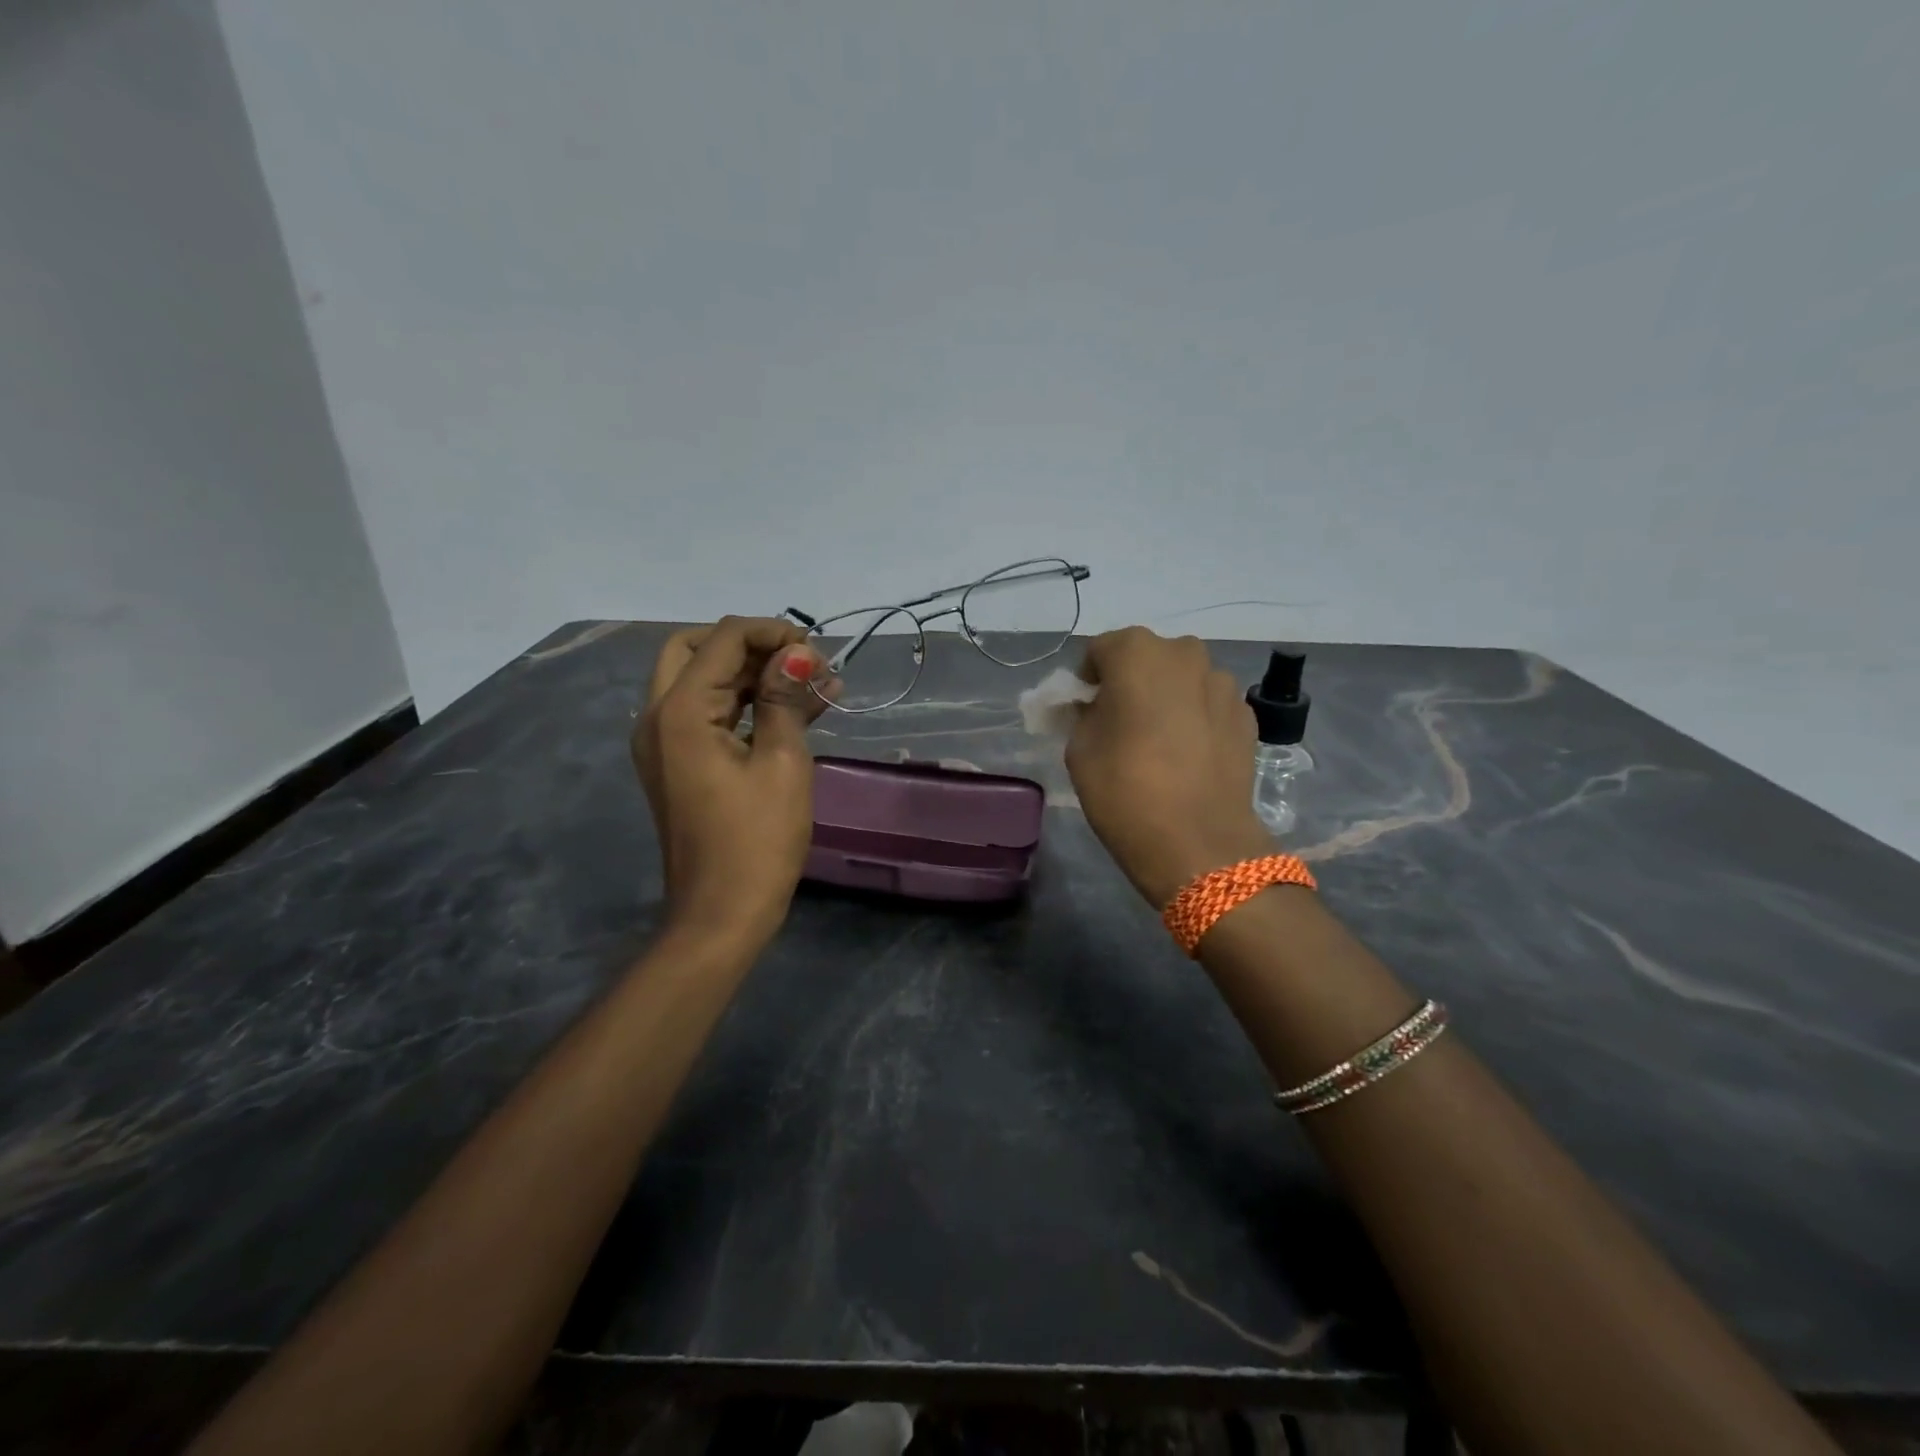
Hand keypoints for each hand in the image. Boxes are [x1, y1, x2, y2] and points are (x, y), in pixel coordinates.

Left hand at [632, 617, 836, 944]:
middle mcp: (658, 716)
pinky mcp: (678, 763)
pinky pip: (709, 714)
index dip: (773, 632)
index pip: (724, 639)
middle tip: (802, 664)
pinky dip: (746, 704)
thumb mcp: (782, 762)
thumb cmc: (757, 840)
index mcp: (680, 711)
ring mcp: (664, 741)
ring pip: (705, 680)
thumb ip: (785, 698)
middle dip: (755, 647)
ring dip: (754, 675)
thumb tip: (798, 653)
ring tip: (815, 685)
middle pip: (701, 650)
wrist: (721, 914)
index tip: (817, 651)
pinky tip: (797, 710)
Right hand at [1065, 627, 1271, 905]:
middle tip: (1122, 722)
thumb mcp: (1079, 749)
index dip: (1089, 679)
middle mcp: (1184, 654)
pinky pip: (1208, 705)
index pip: (1101, 649)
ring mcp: (1222, 683)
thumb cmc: (1125, 790)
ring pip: (1182, 680)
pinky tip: (1188, 756)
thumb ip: (1085, 713)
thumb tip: (1098, 706)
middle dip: (1132, 681)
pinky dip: (1195, 718)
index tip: (1086, 709)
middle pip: (1147, 658)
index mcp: (1136, 653)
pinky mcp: (1247, 715)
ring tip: (1160, 741)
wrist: (1198, 843)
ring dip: (1167, 698)